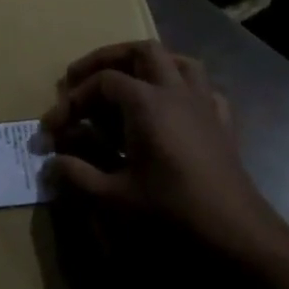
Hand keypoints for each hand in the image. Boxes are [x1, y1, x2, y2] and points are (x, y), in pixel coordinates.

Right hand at [40, 41, 288, 266]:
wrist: (238, 236)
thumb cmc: (173, 213)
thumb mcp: (115, 198)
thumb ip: (78, 175)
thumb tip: (51, 164)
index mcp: (146, 102)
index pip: (101, 83)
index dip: (71, 101)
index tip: (50, 129)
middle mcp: (175, 91)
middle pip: (141, 52)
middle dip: (108, 60)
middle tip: (82, 81)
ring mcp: (204, 104)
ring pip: (178, 61)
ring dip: (149, 65)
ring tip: (127, 83)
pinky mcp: (223, 124)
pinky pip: (204, 90)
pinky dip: (183, 90)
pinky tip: (173, 109)